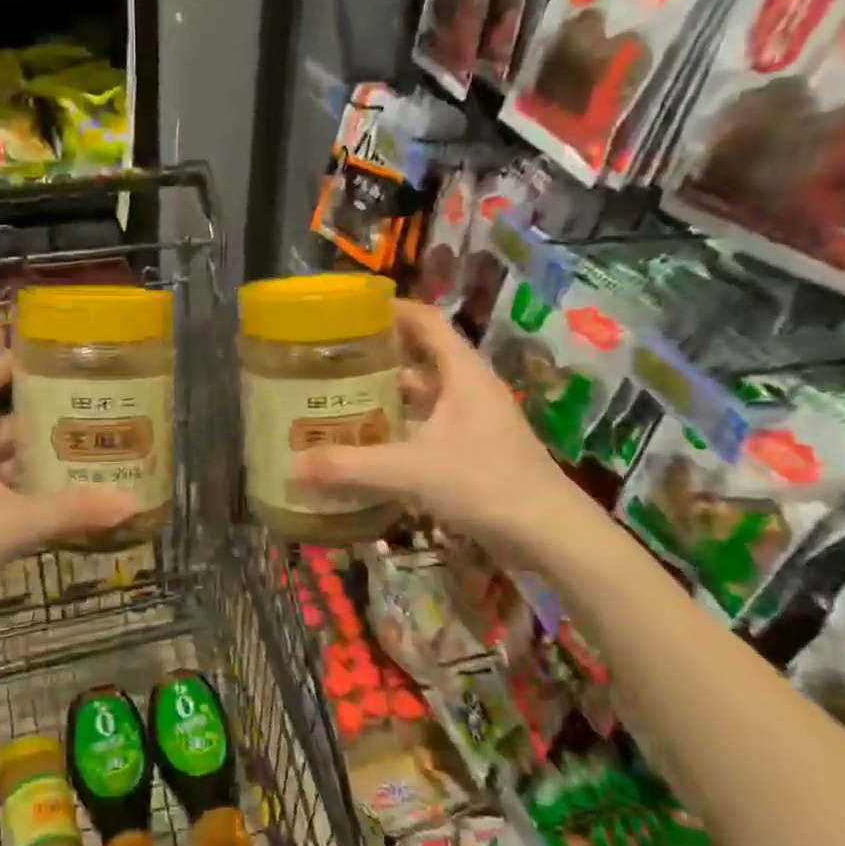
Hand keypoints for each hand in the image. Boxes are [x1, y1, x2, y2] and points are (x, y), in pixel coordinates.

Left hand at [0, 351, 134, 621]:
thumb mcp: (12, 525)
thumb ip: (71, 512)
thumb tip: (132, 503)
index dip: (15, 363)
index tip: (57, 358)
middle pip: (0, 421)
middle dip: (43, 421)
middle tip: (93, 417)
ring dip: (35, 461)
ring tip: (85, 458)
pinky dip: (21, 492)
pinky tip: (56, 504)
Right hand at [293, 299, 580, 555]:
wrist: (550, 535)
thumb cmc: (484, 483)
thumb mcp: (410, 470)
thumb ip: (351, 466)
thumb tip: (294, 467)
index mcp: (462, 373)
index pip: (426, 320)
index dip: (391, 310)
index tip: (350, 312)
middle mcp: (470, 389)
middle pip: (421, 357)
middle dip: (379, 358)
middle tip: (333, 362)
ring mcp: (476, 422)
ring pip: (426, 396)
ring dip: (390, 397)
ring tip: (343, 402)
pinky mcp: (477, 452)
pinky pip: (431, 428)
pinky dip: (403, 430)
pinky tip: (374, 447)